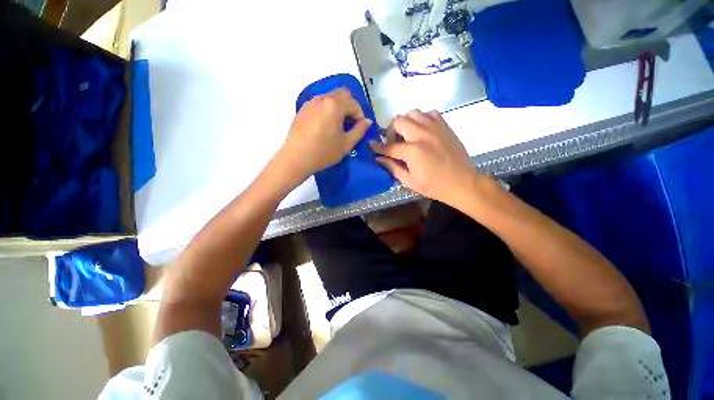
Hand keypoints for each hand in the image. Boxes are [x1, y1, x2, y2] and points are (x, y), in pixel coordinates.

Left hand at [278, 88, 372, 180]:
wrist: (296, 158)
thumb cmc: (324, 152)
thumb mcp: (346, 144)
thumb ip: (359, 130)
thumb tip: (367, 121)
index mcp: (335, 105)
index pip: (354, 103)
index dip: (360, 115)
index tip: (359, 128)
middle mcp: (322, 99)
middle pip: (342, 94)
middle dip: (350, 107)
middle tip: (349, 124)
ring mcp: (310, 103)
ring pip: (329, 98)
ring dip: (338, 108)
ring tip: (337, 126)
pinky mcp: (302, 110)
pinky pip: (319, 104)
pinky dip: (326, 110)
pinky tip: (324, 126)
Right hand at [370, 110, 486, 208]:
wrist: (462, 182)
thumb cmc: (434, 186)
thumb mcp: (409, 181)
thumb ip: (392, 167)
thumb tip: (379, 159)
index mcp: (412, 151)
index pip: (388, 146)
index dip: (377, 147)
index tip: (371, 145)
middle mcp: (422, 134)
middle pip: (398, 121)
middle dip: (391, 131)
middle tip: (394, 143)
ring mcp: (435, 127)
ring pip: (413, 112)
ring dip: (406, 123)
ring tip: (408, 136)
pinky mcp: (445, 126)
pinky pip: (430, 113)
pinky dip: (422, 119)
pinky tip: (423, 131)